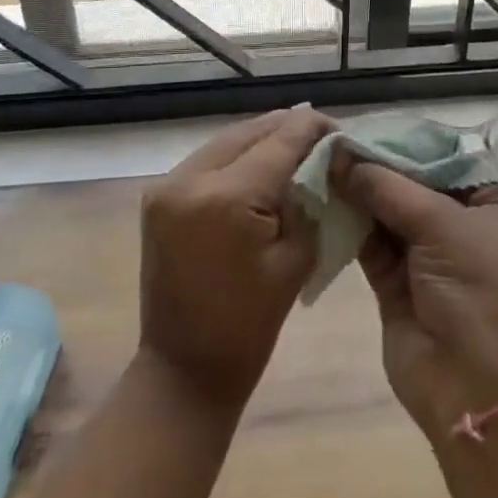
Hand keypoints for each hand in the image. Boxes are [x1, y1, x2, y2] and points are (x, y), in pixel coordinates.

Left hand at [138, 107, 331, 411]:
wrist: (184, 369)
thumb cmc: (249, 325)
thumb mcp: (295, 259)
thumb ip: (307, 200)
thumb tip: (319, 160)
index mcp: (227, 198)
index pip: (279, 141)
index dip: (312, 129)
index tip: (339, 129)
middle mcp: (189, 180)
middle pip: (249, 133)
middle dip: (287, 128)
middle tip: (322, 133)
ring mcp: (166, 186)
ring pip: (225, 141)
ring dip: (261, 138)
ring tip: (296, 142)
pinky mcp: (158, 197)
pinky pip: (207, 160)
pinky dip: (237, 156)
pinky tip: (262, 161)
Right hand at [334, 161, 497, 443]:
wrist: (473, 390)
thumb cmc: (475, 293)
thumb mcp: (441, 225)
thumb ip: (388, 187)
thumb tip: (339, 154)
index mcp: (489, 206)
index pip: (445, 158)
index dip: (406, 142)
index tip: (365, 126)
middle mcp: (458, 225)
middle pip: (412, 182)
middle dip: (375, 165)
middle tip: (333, 141)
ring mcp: (425, 254)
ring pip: (386, 210)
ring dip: (357, 192)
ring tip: (320, 163)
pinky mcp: (395, 281)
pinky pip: (369, 241)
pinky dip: (348, 222)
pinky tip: (322, 199)